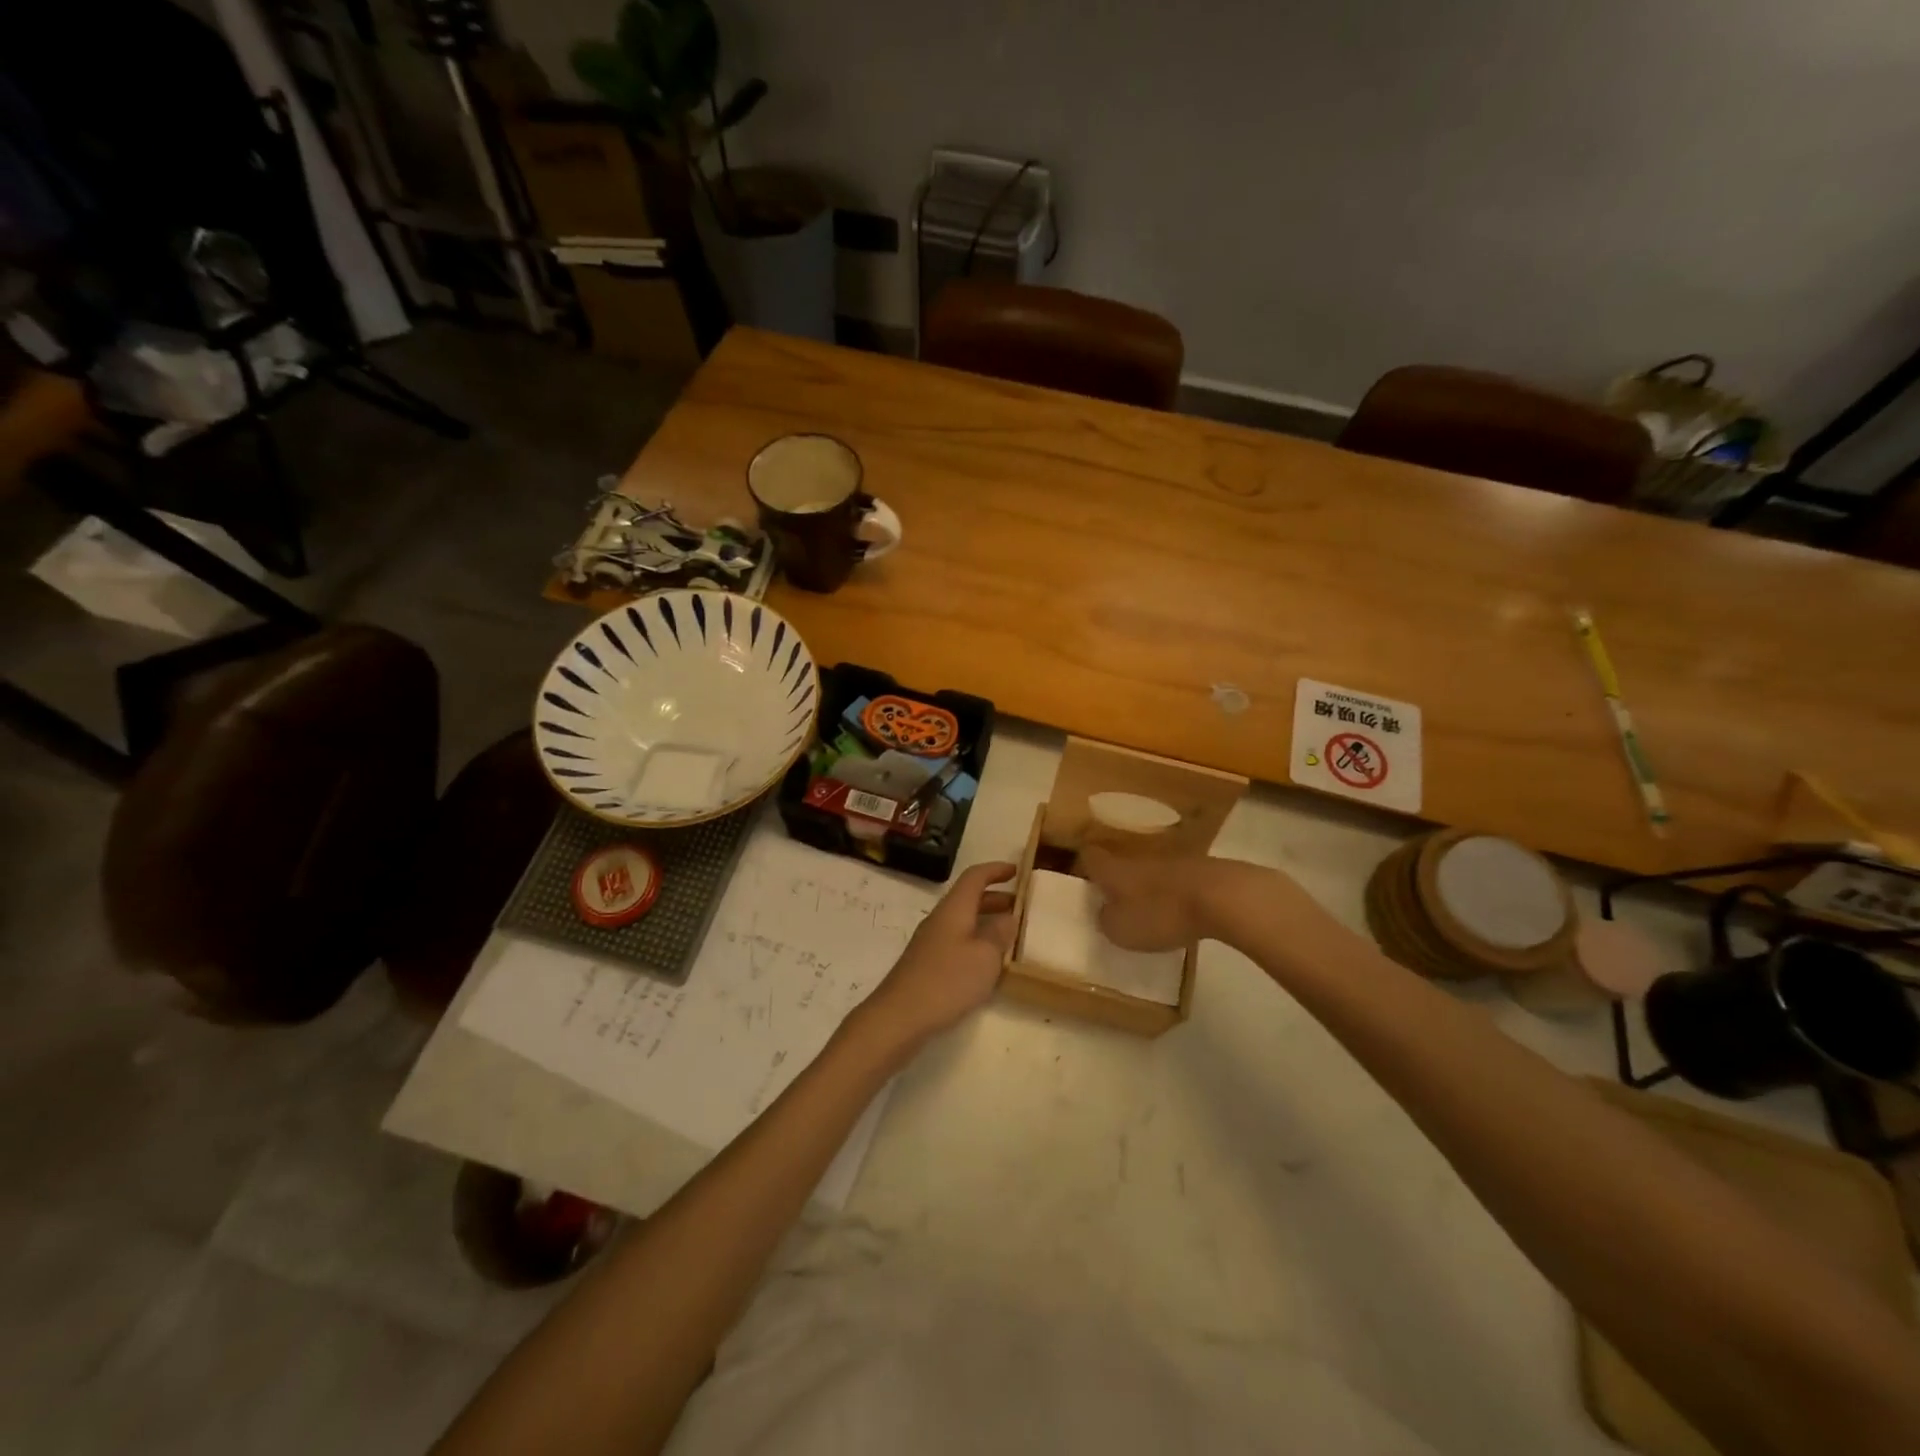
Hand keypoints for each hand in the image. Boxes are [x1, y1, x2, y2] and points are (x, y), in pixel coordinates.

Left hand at [859, 861, 1017, 1047]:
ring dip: (988, 921)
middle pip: (969, 898)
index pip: (975, 877)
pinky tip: (989, 963)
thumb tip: (1008, 917)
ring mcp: (931, 942)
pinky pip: (958, 941)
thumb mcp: (985, 957)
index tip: (1018, 871)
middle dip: (997, 898)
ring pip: (964, 921)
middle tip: (1022, 906)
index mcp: (954, 909)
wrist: (900, 1016)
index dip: (996, 870)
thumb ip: (999, 934)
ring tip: (1012, 934)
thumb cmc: (947, 980)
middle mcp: (941, 919)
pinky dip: (977, 942)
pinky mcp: (928, 964)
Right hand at [1079, 848, 1330, 953]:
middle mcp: (1138, 858)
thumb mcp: (1121, 930)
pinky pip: (1177, 880)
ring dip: (1147, 886)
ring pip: (1150, 870)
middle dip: (1116, 879)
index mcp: (1113, 869)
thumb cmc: (1161, 913)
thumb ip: (1107, 920)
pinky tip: (1179, 911)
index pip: (1089, 857)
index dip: (1082, 867)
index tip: (1081, 882)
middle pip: (1120, 862)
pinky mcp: (1201, 870)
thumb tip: (1105, 912)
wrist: (1223, 896)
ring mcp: (1172, 861)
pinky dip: (1174, 893)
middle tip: (1113, 901)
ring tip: (1147, 909)